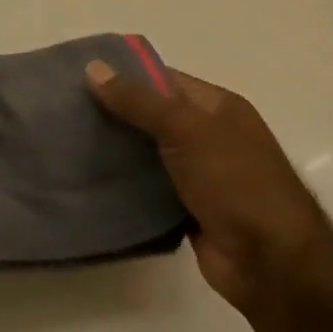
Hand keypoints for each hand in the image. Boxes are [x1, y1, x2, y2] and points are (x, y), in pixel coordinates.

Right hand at [85, 60, 332, 318]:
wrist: (271, 263)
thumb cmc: (236, 183)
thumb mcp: (186, 130)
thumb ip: (138, 101)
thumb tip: (92, 68)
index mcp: (219, 108)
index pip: (162, 79)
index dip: (123, 75)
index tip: (77, 76)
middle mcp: (210, 135)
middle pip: (151, 115)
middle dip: (112, 112)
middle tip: (62, 109)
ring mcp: (199, 173)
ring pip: (146, 151)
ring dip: (114, 148)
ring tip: (64, 140)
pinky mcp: (186, 207)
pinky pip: (146, 185)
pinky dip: (123, 182)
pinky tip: (88, 177)